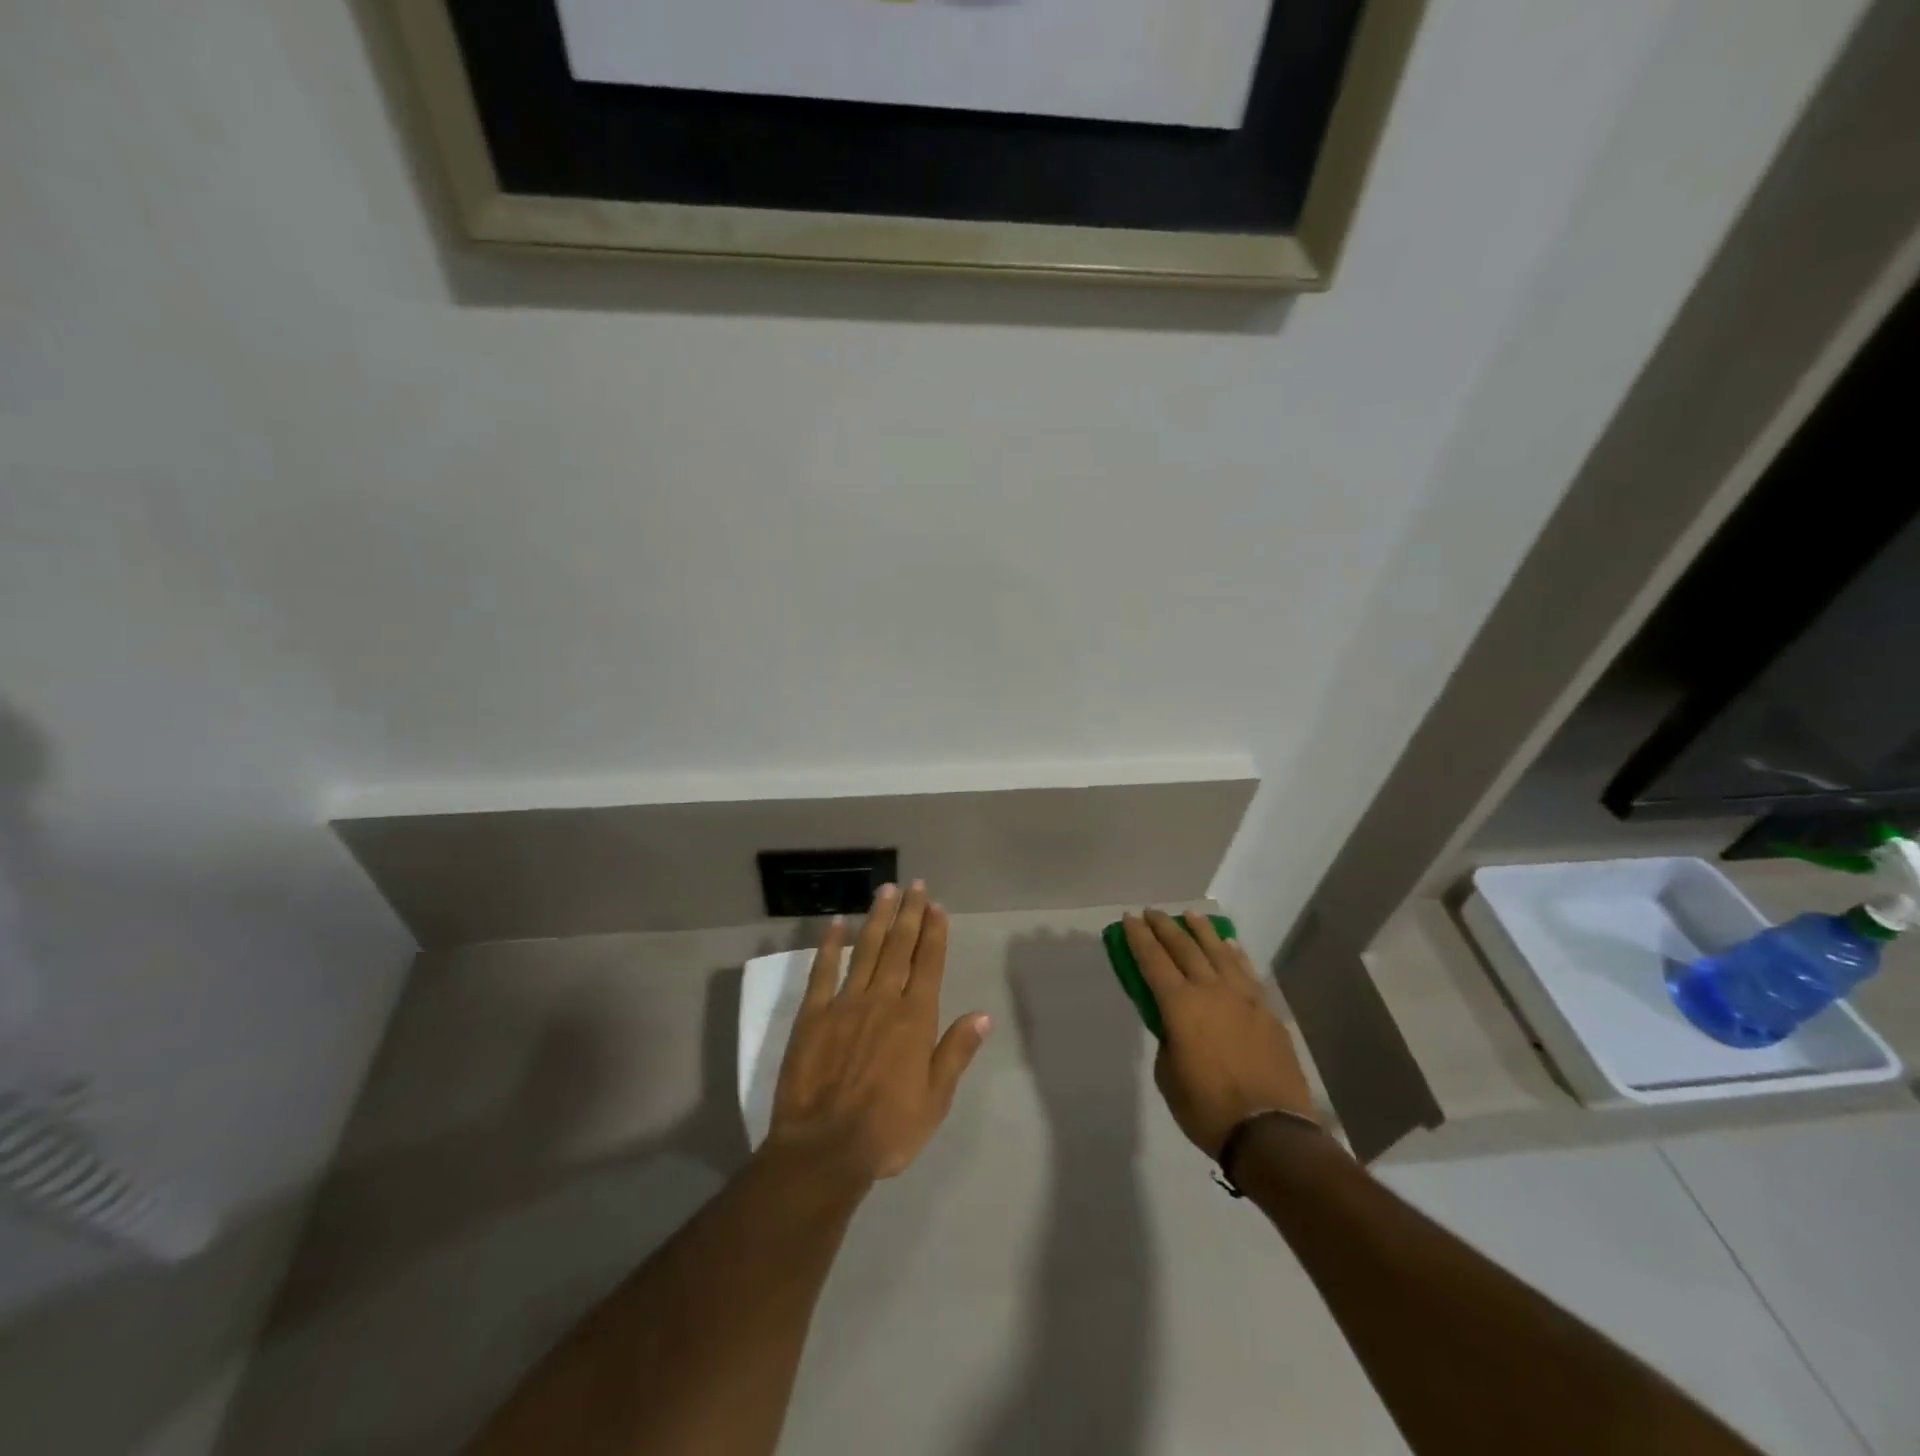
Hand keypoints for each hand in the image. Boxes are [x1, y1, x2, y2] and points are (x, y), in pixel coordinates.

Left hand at [767, 881, 991, 1182]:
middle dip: (910, 914)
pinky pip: (823, 971)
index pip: (928, 964)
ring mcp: (845, 1003)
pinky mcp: (813, 1014)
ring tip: (887, 891)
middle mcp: (883, 1000)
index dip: (934, 933)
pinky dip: (830, 945)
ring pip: (865, 949)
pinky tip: (837, 923)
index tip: (937, 906)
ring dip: (878, 918)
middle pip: (899, 947)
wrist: (824, 1148)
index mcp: (915, 1019)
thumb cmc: (888, 1130)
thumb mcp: (935, 1100)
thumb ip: (956, 1052)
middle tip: (915, 885)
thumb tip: (982, 1015)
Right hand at [1126, 908, 1316, 1158]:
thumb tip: (1176, 1026)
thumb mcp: (1169, 1076)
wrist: (1271, 1132)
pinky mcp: (1267, 1012)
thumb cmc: (1207, 1108)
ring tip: (1191, 915)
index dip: (1138, 937)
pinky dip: (1234, 955)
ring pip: (1219, 952)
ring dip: (1202, 931)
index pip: (1153, 961)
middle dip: (1165, 927)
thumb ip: (1169, 1040)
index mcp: (1180, 1006)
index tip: (1129, 918)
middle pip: (1184, 948)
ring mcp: (1244, 998)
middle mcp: (1211, 991)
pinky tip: (1229, 946)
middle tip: (1152, 912)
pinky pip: (1246, 972)